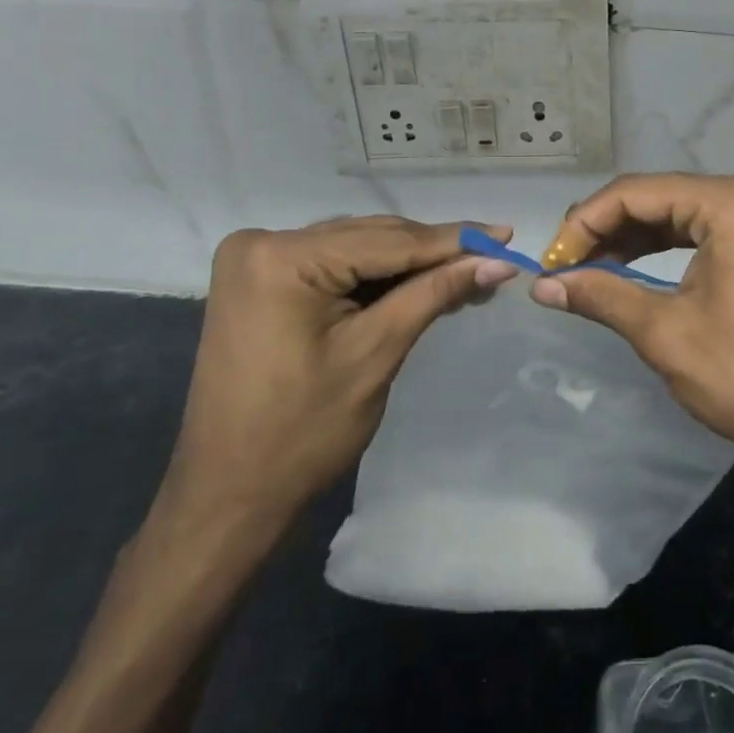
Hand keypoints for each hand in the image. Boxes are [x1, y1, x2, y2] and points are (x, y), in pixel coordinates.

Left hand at [157, 216, 519, 535]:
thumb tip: (498, 262)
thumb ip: (435, 293)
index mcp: (282, 258)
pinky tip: (420, 283)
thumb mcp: (376, 353)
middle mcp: (263, 243)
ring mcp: (256, 260)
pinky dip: (376, 277)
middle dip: (434, 252)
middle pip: (371, 238)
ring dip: (410, 264)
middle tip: (494, 258)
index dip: (454, 240)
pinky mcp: (261, 280)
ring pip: (357, 248)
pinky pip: (334, 265)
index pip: (388, 241)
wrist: (227, 498)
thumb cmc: (302, 434)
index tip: (506, 234)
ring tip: (469, 271)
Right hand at [530, 174, 733, 482]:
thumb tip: (542, 285)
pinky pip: (699, 230)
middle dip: (605, 228)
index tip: (551, 260)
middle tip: (564, 265)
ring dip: (630, 238)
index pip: (637, 192)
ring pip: (676, 213)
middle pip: (656, 196)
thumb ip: (601, 296)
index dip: (585, 222)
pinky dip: (661, 247)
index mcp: (730, 204)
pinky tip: (628, 268)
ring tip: (587, 268)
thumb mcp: (665, 334)